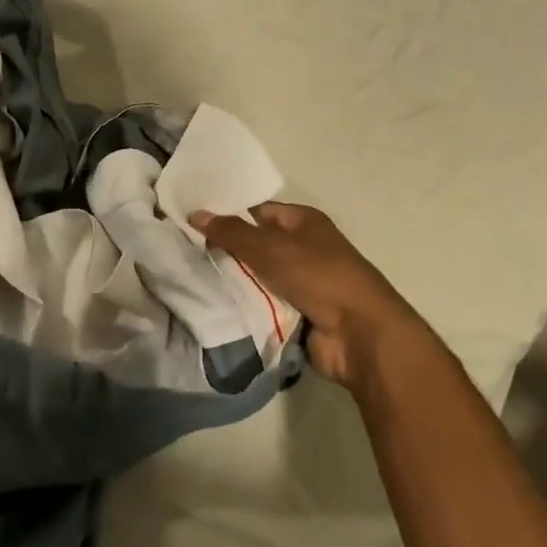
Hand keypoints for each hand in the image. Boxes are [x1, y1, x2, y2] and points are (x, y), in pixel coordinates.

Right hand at [192, 202, 422, 390]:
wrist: (360, 335)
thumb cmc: (319, 277)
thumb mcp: (271, 248)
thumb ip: (231, 232)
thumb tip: (194, 213)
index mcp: (304, 222)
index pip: (258, 212)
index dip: (228, 215)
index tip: (193, 223)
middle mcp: (303, 249)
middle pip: (255, 245)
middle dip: (225, 250)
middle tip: (185, 252)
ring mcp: (301, 284)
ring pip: (256, 277)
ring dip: (233, 281)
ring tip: (191, 278)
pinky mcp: (297, 314)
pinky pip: (262, 304)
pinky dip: (244, 306)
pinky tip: (212, 304)